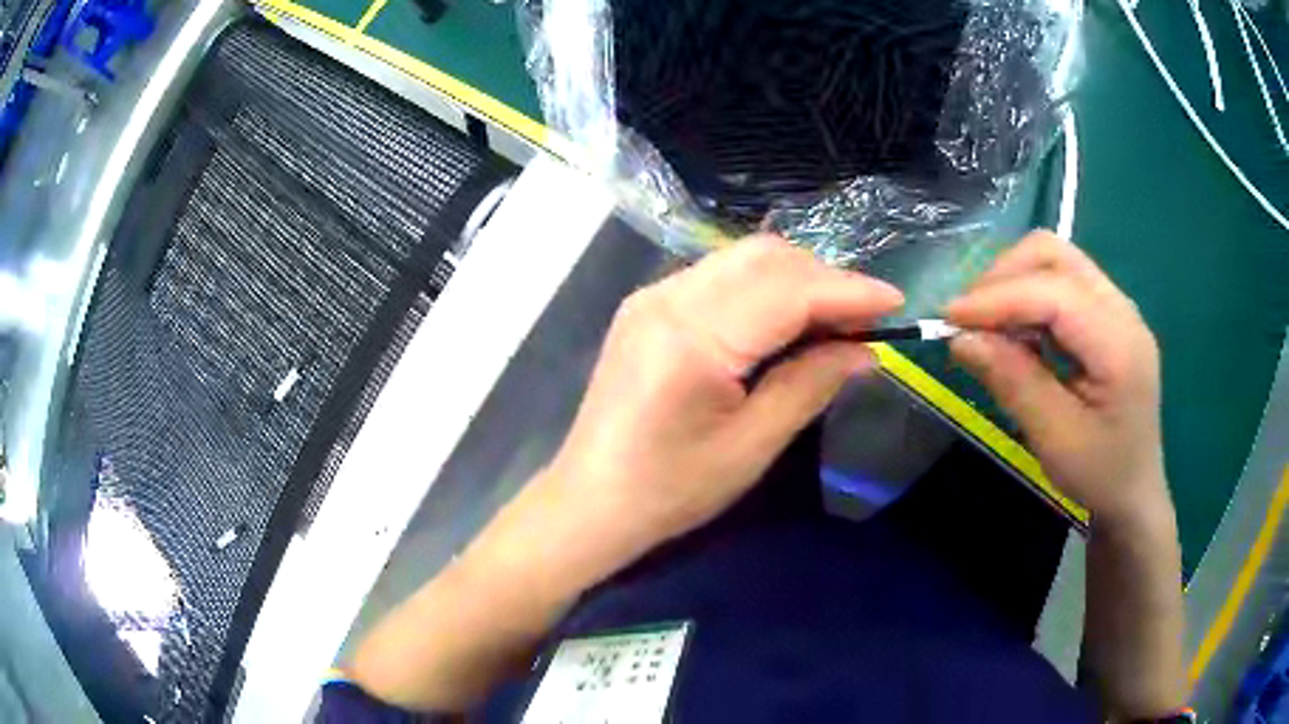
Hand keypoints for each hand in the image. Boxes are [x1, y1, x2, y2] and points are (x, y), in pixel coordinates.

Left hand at [542, 234, 903, 554]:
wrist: (590, 501)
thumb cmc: (669, 490)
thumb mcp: (751, 447)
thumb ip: (810, 385)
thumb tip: (866, 350)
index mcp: (691, 338)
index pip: (787, 290)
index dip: (848, 291)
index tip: (896, 303)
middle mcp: (667, 298)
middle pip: (764, 257)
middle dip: (825, 278)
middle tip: (865, 318)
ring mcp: (652, 295)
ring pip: (743, 259)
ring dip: (797, 278)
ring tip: (835, 319)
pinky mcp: (648, 305)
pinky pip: (720, 275)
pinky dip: (764, 287)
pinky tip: (786, 319)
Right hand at [945, 230, 1168, 526]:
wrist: (1134, 490)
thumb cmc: (1100, 474)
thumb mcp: (1055, 439)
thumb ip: (1013, 382)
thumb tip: (961, 339)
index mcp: (1120, 344)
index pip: (1054, 293)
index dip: (999, 297)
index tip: (949, 318)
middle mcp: (1122, 309)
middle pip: (1055, 255)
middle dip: (1004, 276)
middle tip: (970, 318)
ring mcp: (1117, 307)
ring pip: (1055, 260)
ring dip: (1013, 281)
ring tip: (987, 323)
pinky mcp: (1106, 314)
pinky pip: (1060, 282)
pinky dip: (1028, 295)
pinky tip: (1015, 330)